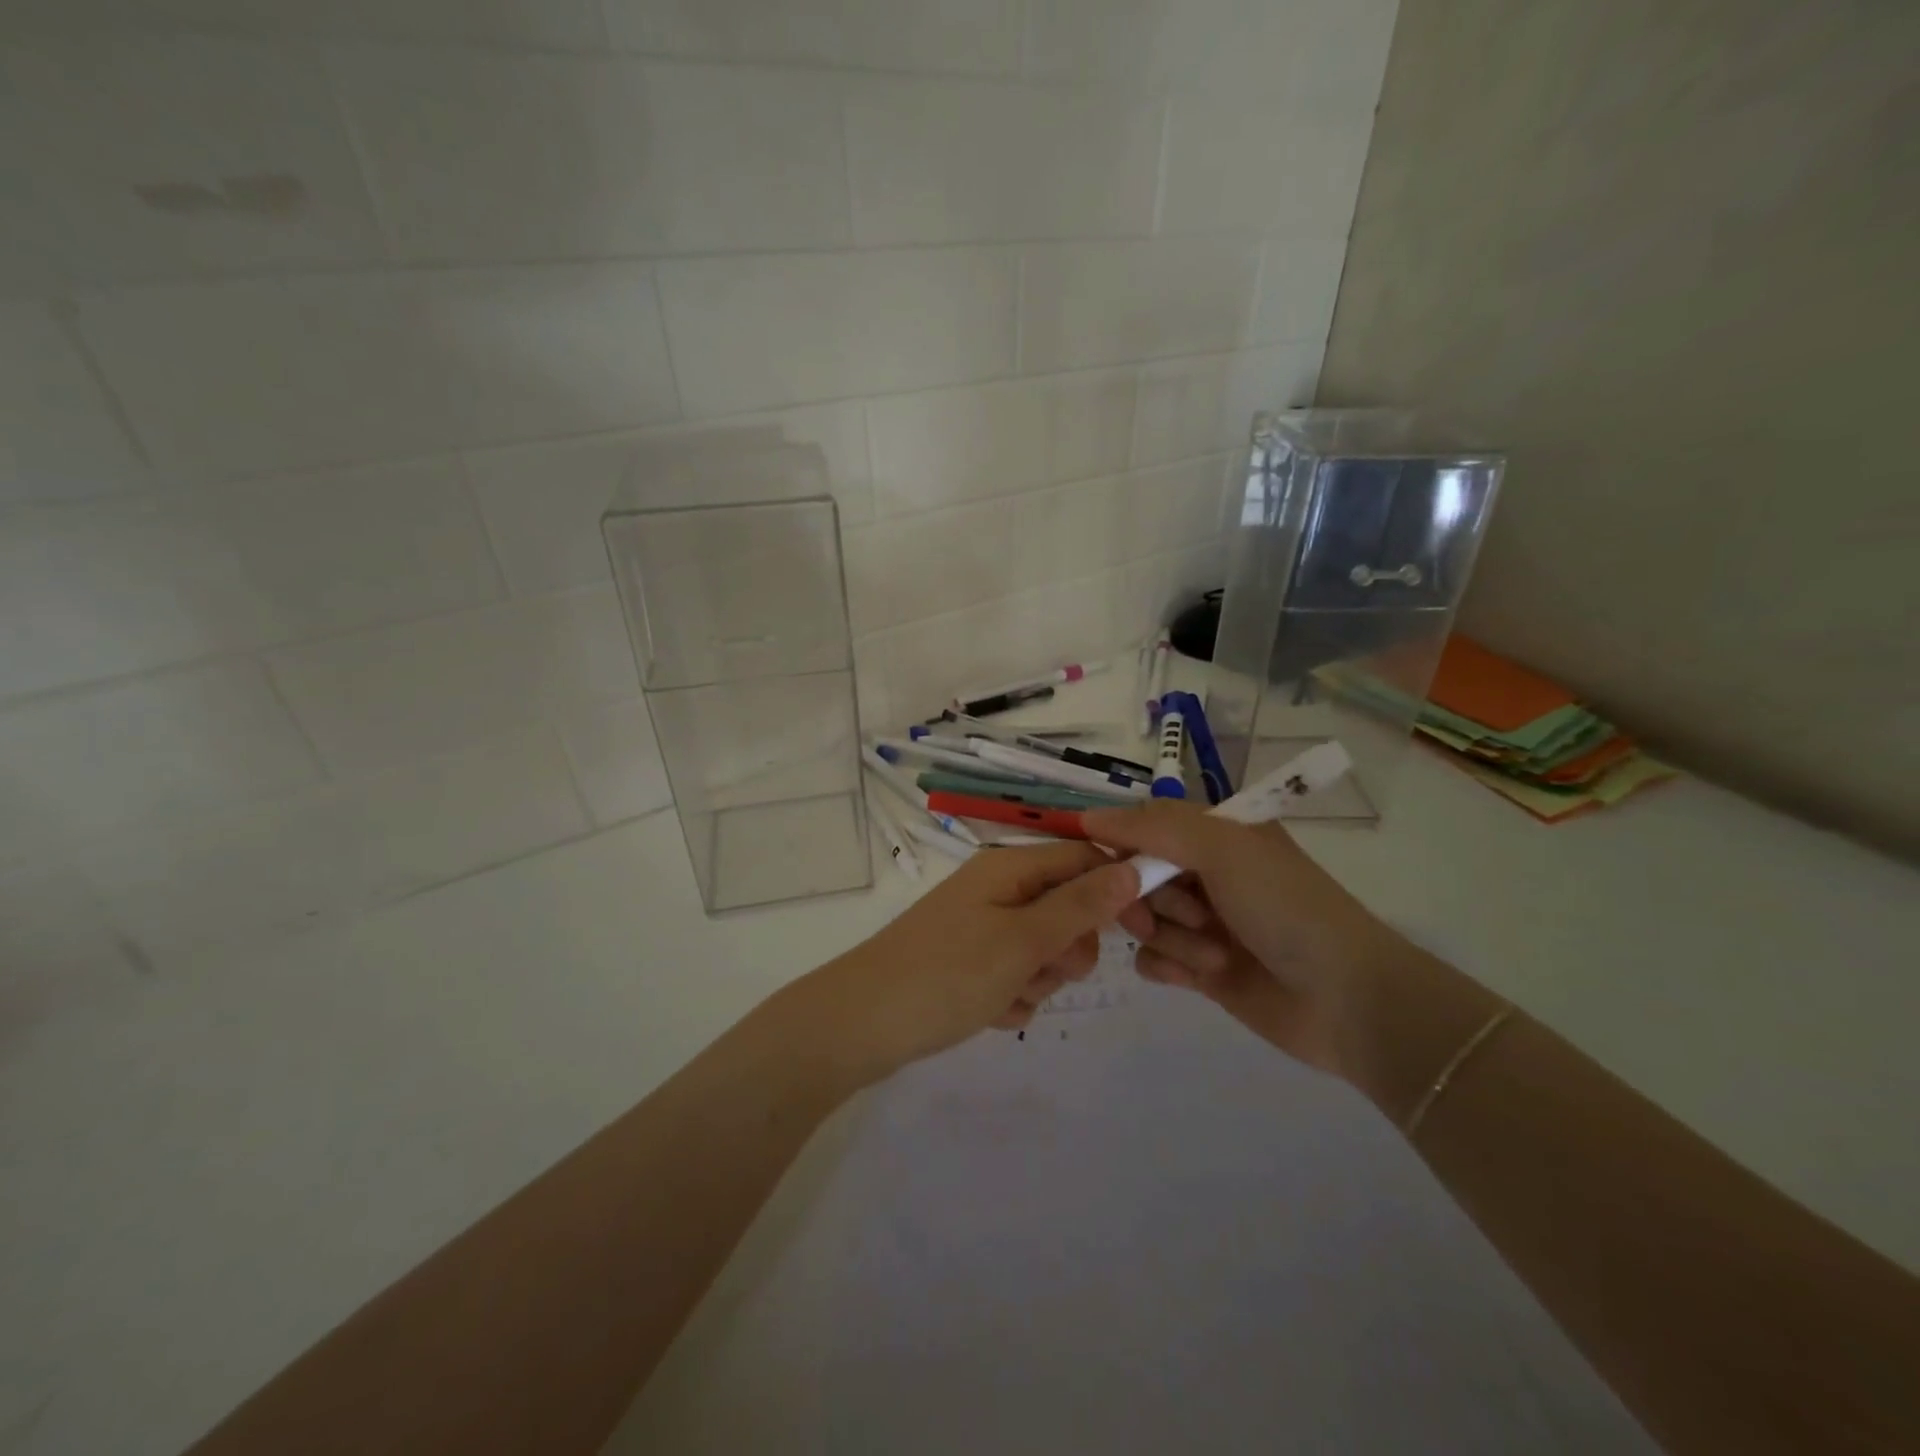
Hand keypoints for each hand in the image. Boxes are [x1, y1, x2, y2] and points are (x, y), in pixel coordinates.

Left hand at [803, 842, 1148, 1083]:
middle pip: (1067, 907)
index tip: (1142, 931)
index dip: (1117, 889)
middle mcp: (997, 888)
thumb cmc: (948, 974)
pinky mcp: (969, 962)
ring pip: (1044, 948)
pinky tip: (989, 1013)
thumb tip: (1135, 866)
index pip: (1084, 858)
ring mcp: (981, 926)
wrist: (861, 1025)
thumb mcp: (1024, 940)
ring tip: (1007, 996)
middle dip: (1069, 947)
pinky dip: (1012, 996)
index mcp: (1009, 866)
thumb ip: (1081, 905)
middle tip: (1046, 969)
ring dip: (1039, 978)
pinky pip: (1015, 974)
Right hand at [1080, 801, 1428, 1080]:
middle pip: (1134, 875)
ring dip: (1171, 937)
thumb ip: (1152, 827)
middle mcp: (1205, 873)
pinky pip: (1151, 959)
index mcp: (1215, 835)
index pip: (1143, 825)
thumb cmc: (1285, 907)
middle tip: (1186, 914)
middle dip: (1147, 897)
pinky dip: (1169, 966)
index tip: (1104, 865)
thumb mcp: (1223, 849)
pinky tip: (1199, 976)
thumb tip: (1087, 817)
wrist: (1346, 999)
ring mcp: (1202, 923)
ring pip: (1142, 919)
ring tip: (1214, 953)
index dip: (1119, 843)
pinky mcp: (1199, 969)